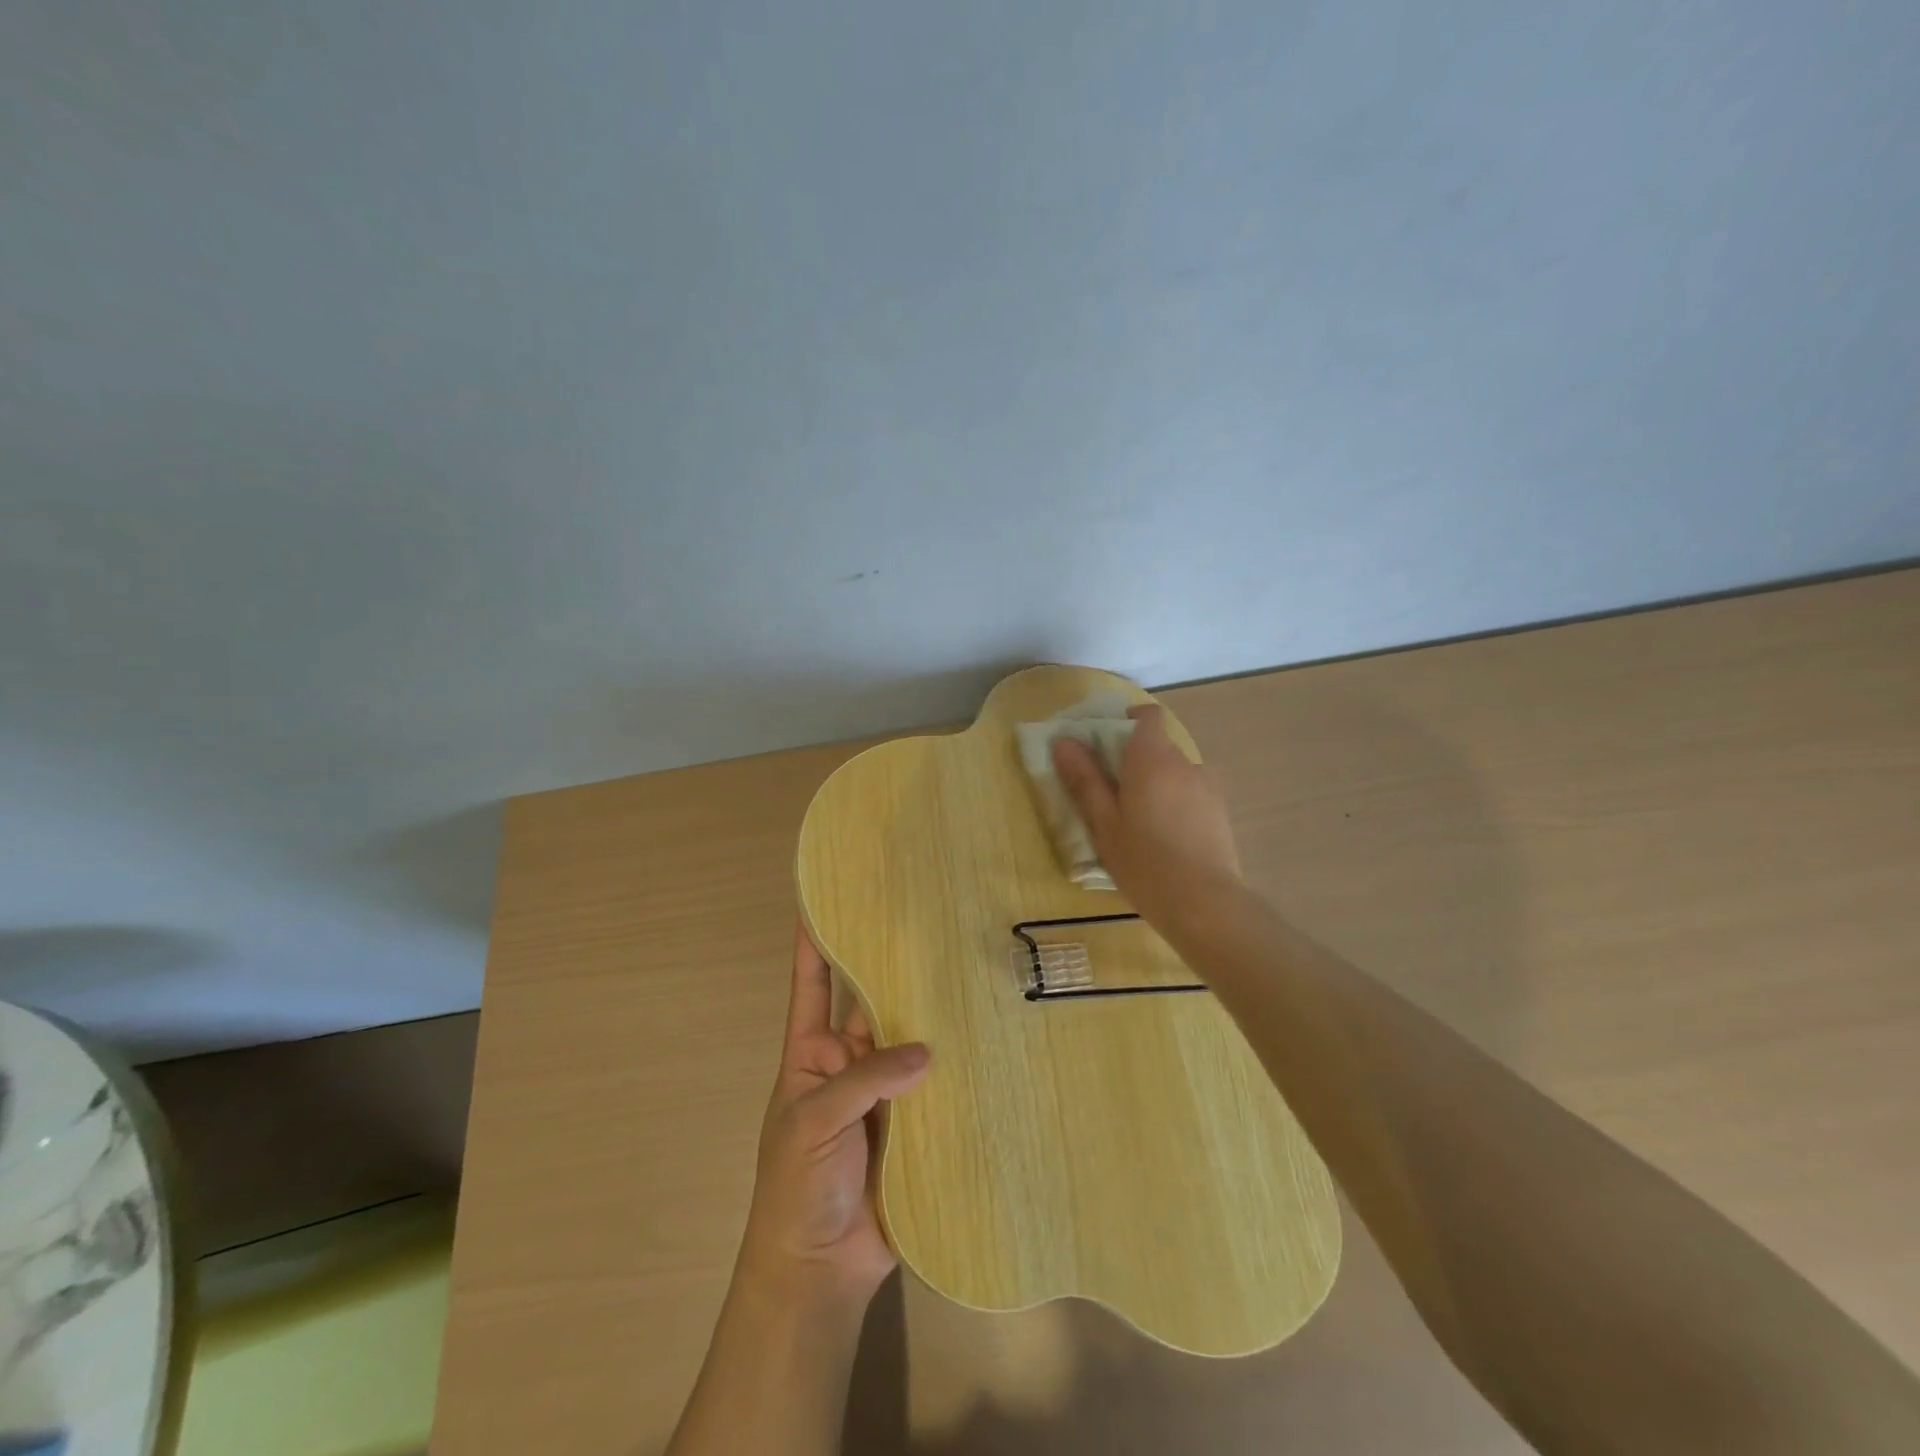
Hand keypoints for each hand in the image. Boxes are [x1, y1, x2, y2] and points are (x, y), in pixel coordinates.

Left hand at [739, 924, 931, 1304]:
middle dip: (893, 969)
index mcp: (811, 1053)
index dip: (815, 943)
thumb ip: (865, 1081)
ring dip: (932, 1016)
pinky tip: (986, 1040)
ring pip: (910, 1041)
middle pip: (872, 1005)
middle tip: (928, 925)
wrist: (818, 1271)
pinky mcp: (916, 1124)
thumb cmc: (795, 1187)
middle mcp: (851, 1062)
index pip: (812, 985)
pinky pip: (937, 1085)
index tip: (825, 898)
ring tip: (966, 972)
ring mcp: (885, 1092)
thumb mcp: (812, 1122)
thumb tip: (927, 1051)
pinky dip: (956, 1066)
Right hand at [1051, 703, 1243, 928]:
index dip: (1127, 722)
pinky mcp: (1220, 812)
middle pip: (1158, 746)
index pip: (1147, 716)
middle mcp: (1184, 763)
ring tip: (1139, 823)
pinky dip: (1175, 803)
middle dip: (1134, 761)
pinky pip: (1191, 794)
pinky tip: (1165, 839)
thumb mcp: (1104, 823)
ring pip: (1175, 773)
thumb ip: (1085, 779)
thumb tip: (1064, 741)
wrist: (1205, 904)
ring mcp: (1208, 787)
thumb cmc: (1144, 861)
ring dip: (1156, 785)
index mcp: (1152, 758)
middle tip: (1110, 795)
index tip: (1105, 745)